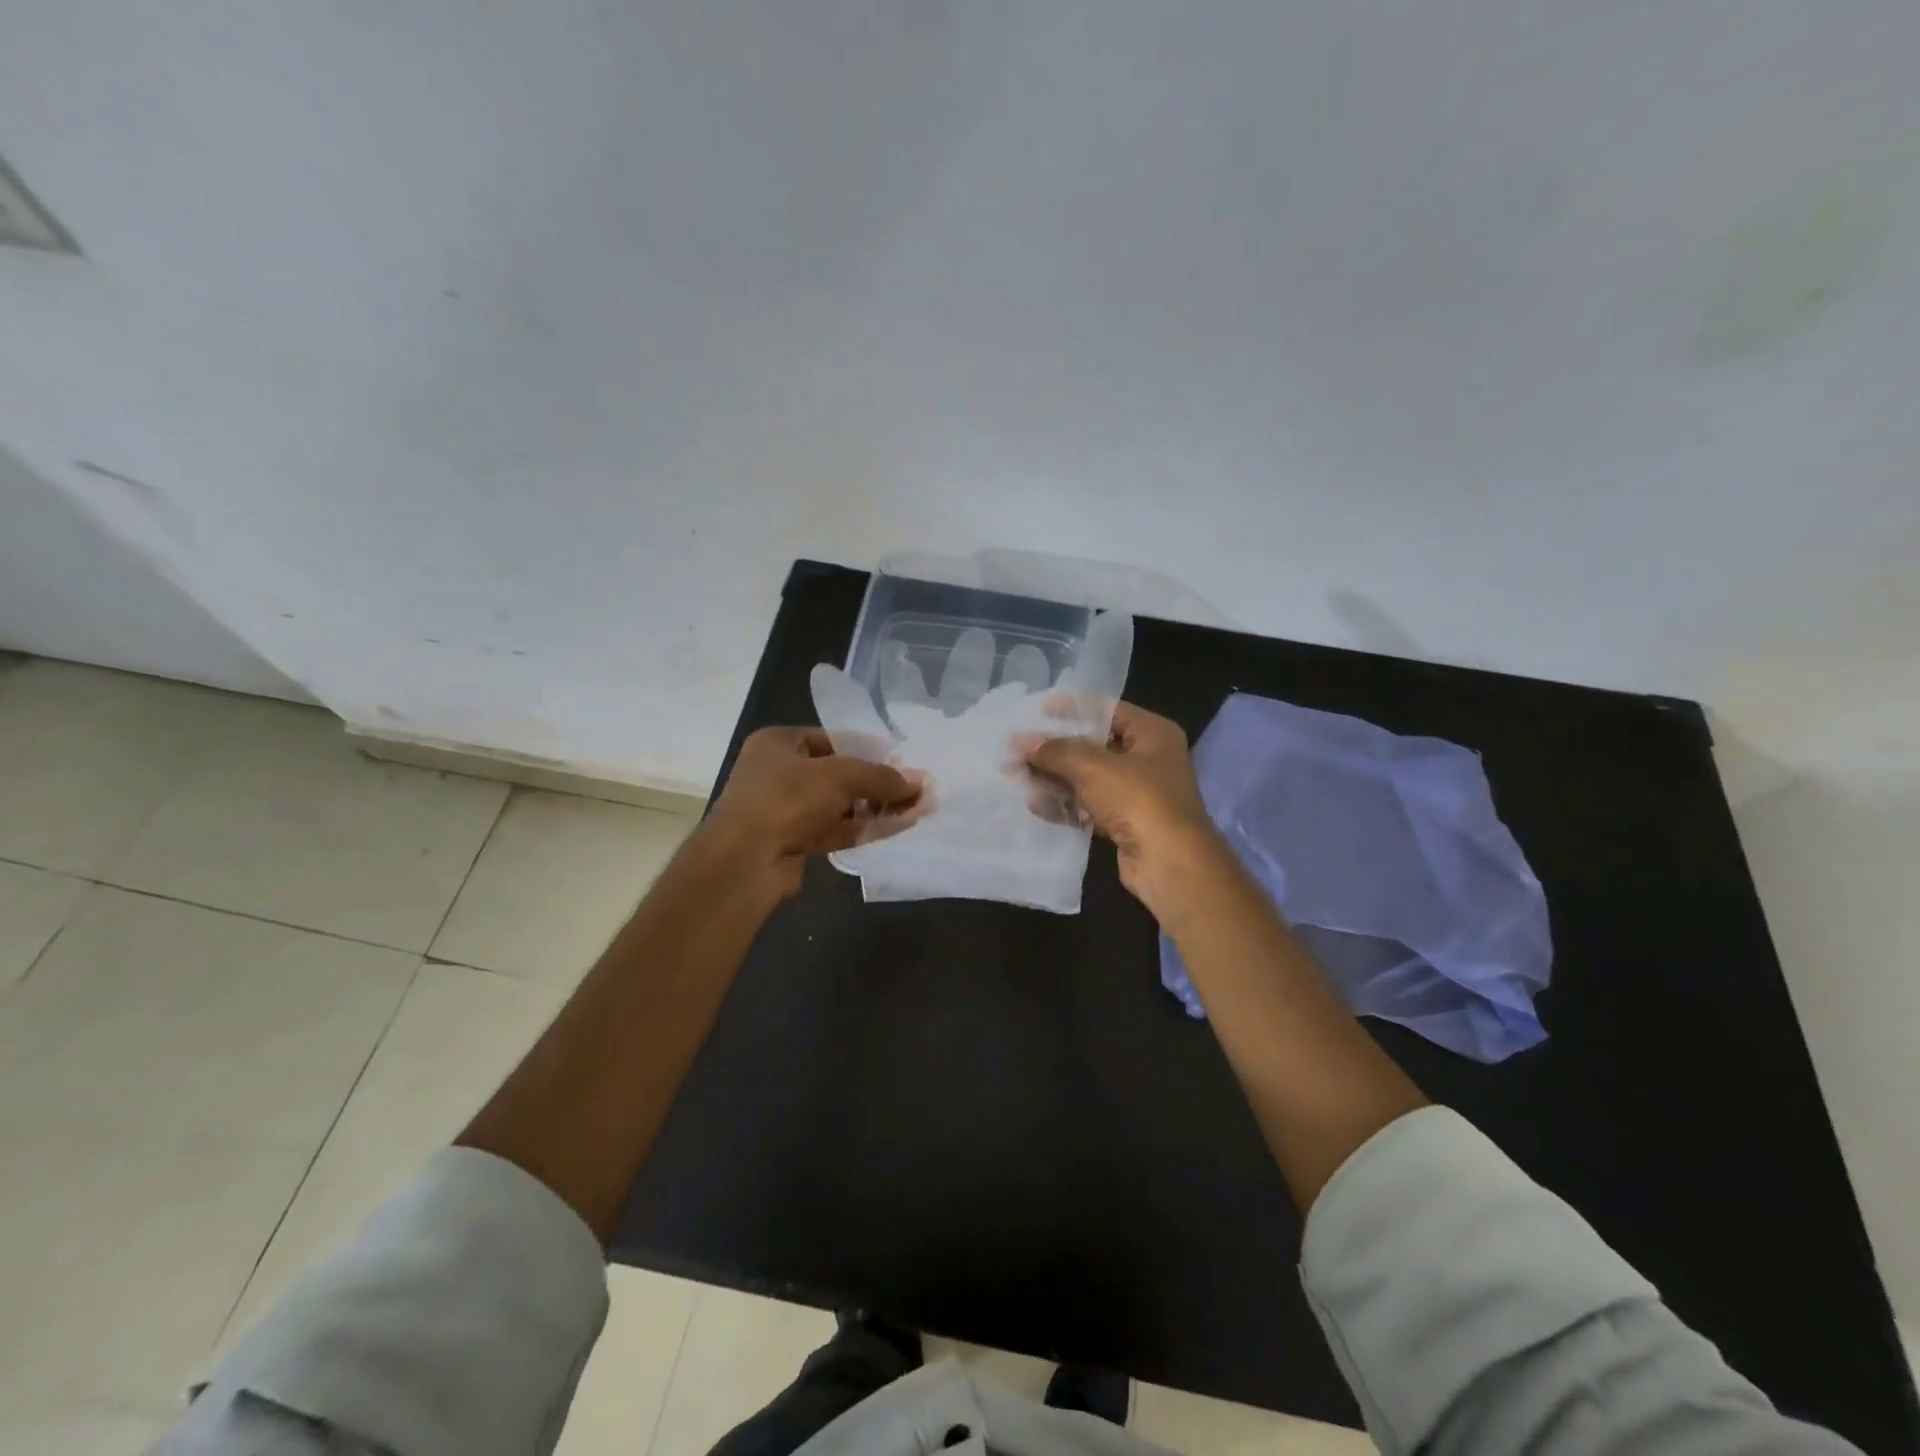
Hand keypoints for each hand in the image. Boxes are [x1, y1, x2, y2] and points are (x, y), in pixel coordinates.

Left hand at [701, 728, 925, 897]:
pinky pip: (837, 829)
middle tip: (917, 789)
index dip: (871, 750)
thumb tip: (919, 783)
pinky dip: (865, 828)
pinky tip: (898, 827)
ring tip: (917, 809)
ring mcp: (785, 810)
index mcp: (779, 743)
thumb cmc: (786, 799)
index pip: (834, 739)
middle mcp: (779, 772)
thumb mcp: (839, 776)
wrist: (745, 862)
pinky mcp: (794, 841)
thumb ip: (881, 777)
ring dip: (876, 807)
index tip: (904, 762)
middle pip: (839, 773)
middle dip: (879, 783)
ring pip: (840, 804)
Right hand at [1021, 702, 1223, 913]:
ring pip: (1088, 778)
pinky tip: (1034, 804)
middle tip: (1017, 748)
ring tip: (1016, 776)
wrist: (1170, 864)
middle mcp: (1148, 759)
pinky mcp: (1125, 823)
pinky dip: (1064, 804)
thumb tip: (1020, 740)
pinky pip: (1088, 806)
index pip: (1107, 710)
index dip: (1071, 709)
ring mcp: (1137, 794)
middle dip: (1055, 749)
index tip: (1035, 711)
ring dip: (1054, 778)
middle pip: (1094, 746)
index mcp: (1153, 734)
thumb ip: (1056, 751)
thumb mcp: (1094, 767)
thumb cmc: (1139, 800)